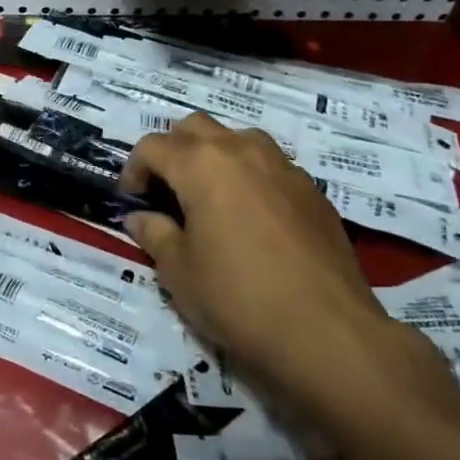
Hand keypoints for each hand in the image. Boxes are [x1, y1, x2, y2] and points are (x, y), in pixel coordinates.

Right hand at [120, 113, 409, 409]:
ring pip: (238, 138)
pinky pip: (271, 166)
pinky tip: (253, 219)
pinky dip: (251, 177)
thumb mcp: (178, 272)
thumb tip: (141, 218)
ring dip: (215, 156)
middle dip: (173, 151)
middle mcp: (241, 151)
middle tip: (167, 191)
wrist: (327, 332)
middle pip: (194, 127)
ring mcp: (283, 167)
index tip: (132, 201)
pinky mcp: (313, 191)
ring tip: (211, 197)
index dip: (133, 170)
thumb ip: (155, 234)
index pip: (152, 146)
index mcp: (201, 165)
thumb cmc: (238, 298)